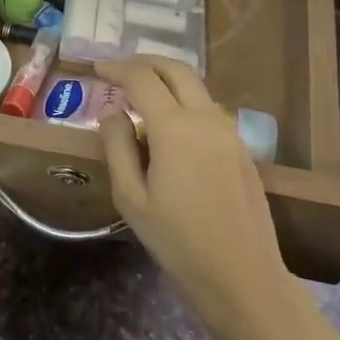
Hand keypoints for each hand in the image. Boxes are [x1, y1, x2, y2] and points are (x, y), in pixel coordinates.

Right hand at [96, 59, 286, 328]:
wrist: (243, 278)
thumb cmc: (178, 242)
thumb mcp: (131, 198)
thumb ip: (117, 147)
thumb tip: (112, 112)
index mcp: (175, 128)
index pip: (142, 79)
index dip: (116, 68)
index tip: (95, 68)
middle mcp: (205, 119)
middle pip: (176, 69)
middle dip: (144, 62)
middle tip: (118, 70)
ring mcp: (228, 132)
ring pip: (195, 86)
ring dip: (166, 79)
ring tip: (139, 94)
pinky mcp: (240, 148)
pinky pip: (207, 108)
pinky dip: (183, 100)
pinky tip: (167, 124)